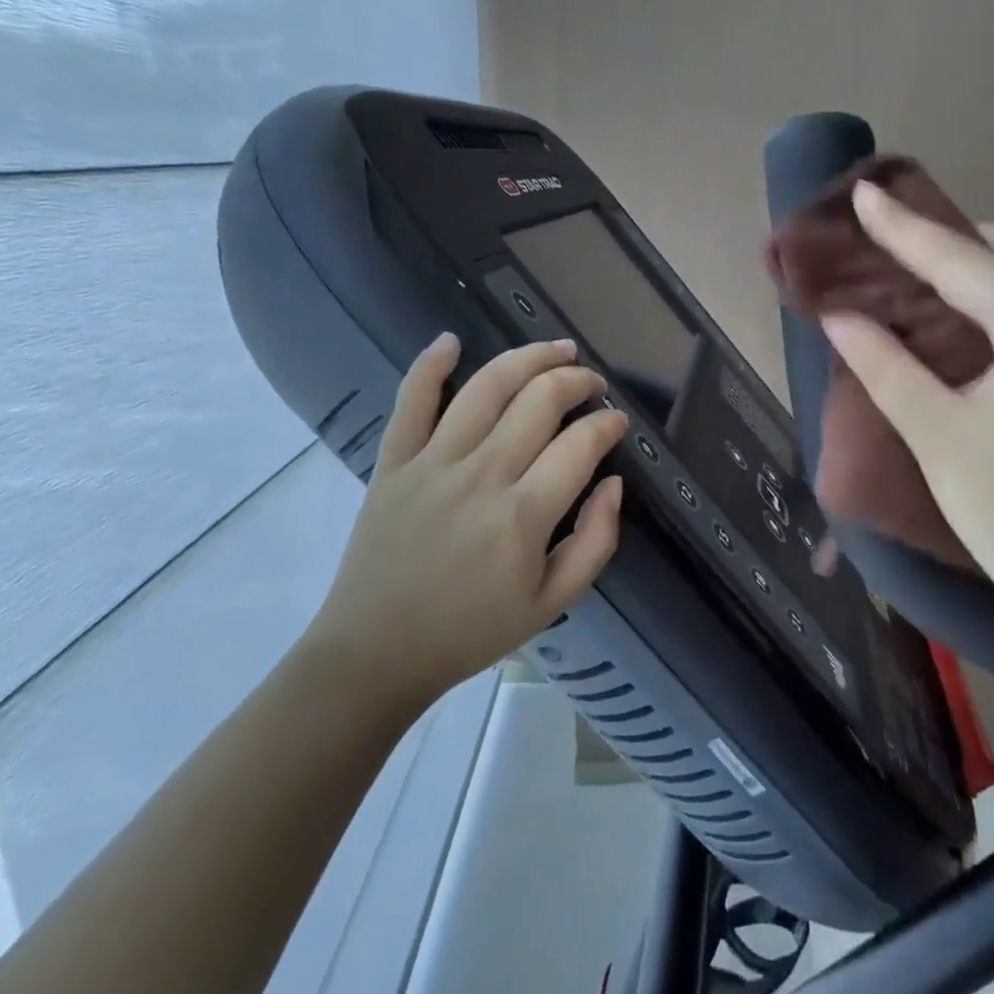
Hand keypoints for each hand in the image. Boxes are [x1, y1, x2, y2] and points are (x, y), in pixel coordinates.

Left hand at [304, 335, 629, 721]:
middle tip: (593, 384)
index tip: (618, 423)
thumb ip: (596, 542)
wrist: (375, 653)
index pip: (580, 444)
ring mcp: (431, 463)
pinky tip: (451, 340)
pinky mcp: (393, 463)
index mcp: (523, 515)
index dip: (608, 424)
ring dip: (528, 358)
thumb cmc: (471, 631)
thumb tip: (613, 484)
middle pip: (539, 400)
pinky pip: (411, 401)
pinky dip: (429, 365)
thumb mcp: (553, 603)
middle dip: (577, 380)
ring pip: (486, 388)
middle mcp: (481, 475)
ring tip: (556, 349)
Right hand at [821, 181, 993, 621]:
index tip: (864, 193)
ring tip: (927, 269)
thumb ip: (885, 366)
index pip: (963, 263)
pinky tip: (969, 316)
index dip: (906, 229)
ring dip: (986, 262)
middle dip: (959, 233)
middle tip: (901, 238)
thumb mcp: (936, 433)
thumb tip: (840, 317)